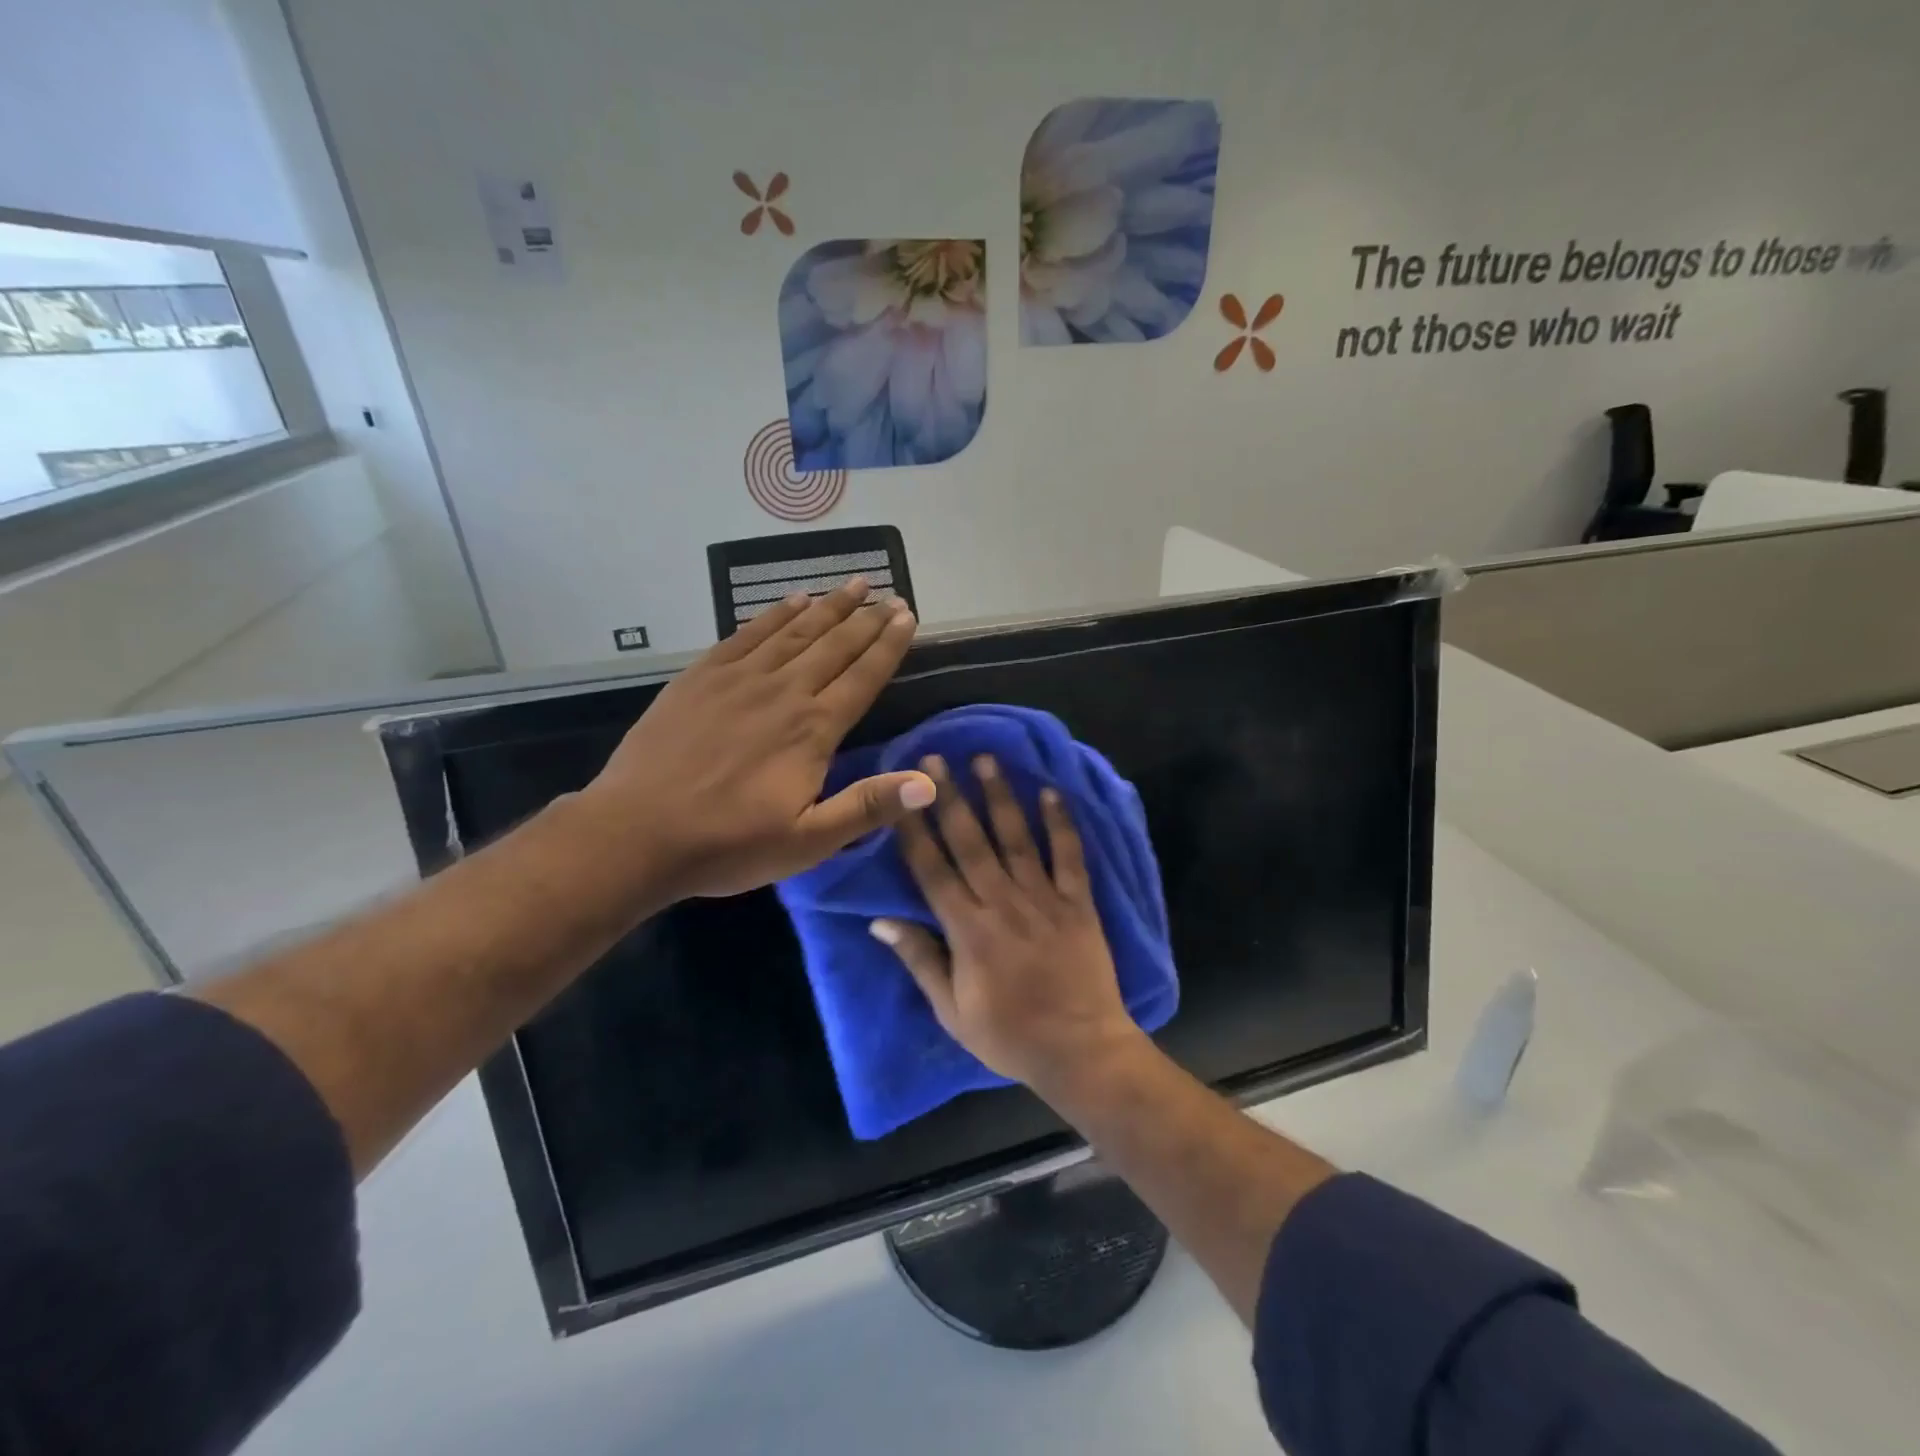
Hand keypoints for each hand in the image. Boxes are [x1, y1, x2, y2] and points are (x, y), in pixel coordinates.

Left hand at [583, 580, 933, 900]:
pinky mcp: (701, 677)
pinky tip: (791, 601)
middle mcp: (783, 692)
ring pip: (794, 632)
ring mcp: (738, 679)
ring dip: (828, 606)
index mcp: (813, 729)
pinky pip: (746, 634)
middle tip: (889, 594)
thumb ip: (868, 806)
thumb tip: (929, 784)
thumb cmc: (728, 844)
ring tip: (852, 585)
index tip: (907, 615)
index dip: (889, 645)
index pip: (863, 677)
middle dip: (866, 618)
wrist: (636, 833)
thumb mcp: (808, 841)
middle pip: (834, 646)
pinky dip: (773, 614)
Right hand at [871, 754, 1145, 1091]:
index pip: (932, 869)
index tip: (901, 793)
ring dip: (1000, 797)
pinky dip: (1062, 823)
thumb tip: (880, 921)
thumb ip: (920, 960)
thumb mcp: (952, 1011)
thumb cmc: (1009, 1035)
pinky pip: (1070, 857)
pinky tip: (1052, 792)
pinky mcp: (1079, 903)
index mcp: (967, 930)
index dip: (914, 829)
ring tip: (986, 759)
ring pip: (1017, 839)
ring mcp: (1044, 899)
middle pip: (971, 842)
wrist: (1081, 1051)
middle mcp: (1003, 903)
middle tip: (935, 758)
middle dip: (950, 798)